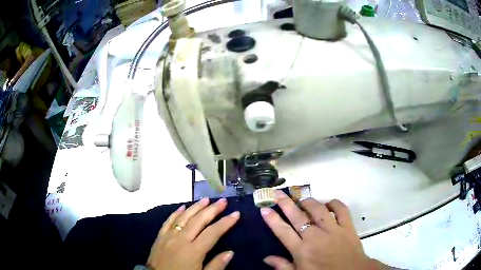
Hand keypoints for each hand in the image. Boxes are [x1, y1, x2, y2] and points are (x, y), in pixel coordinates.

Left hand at [147, 198, 239, 269]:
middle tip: (222, 201)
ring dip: (195, 207)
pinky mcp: (160, 236)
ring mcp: (169, 236)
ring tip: (206, 199)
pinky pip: (168, 221)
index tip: (236, 213)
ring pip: (184, 217)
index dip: (225, 222)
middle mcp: (181, 239)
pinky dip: (176, 213)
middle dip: (212, 210)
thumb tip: (230, 252)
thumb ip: (216, 265)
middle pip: (199, 221)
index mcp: (194, 251)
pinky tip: (182, 206)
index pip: (213, 233)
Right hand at [261, 191, 387, 269]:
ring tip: (302, 198)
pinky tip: (328, 203)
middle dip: (285, 203)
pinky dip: (334, 203)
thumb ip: (283, 266)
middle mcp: (315, 237)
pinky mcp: (347, 226)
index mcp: (302, 250)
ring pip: (318, 210)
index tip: (264, 208)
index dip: (272, 219)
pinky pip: (341, 210)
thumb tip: (266, 258)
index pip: (283, 231)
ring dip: (309, 202)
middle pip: (298, 216)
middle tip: (277, 193)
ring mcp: (333, 230)